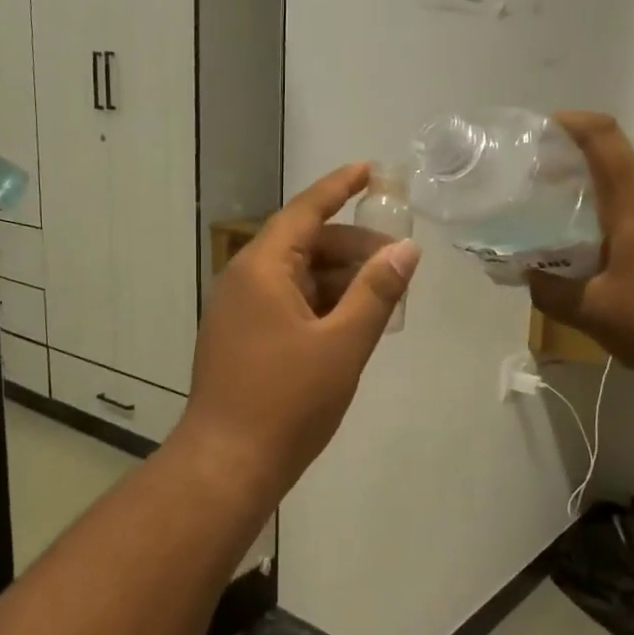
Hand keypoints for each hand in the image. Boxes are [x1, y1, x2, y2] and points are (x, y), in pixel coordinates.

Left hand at [174, 165, 419, 510]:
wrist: (227, 464)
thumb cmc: (288, 402)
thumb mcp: (343, 344)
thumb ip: (376, 292)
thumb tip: (406, 249)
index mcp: (262, 268)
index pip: (305, 211)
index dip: (340, 187)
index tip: (371, 170)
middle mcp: (243, 280)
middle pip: (303, 244)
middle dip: (352, 247)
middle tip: (398, 263)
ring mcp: (237, 310)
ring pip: (296, 277)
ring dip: (338, 280)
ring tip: (383, 296)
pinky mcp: (239, 338)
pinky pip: (285, 303)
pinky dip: (319, 304)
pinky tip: (350, 323)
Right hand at [527, 112, 633, 384]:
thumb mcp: (591, 310)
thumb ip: (549, 290)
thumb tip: (527, 274)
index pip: (603, 136)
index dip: (569, 124)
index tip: (537, 133)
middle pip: (617, 155)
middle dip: (575, 159)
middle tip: (536, 180)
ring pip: (632, 181)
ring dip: (596, 187)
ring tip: (558, 211)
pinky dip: (613, 210)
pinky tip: (594, 245)